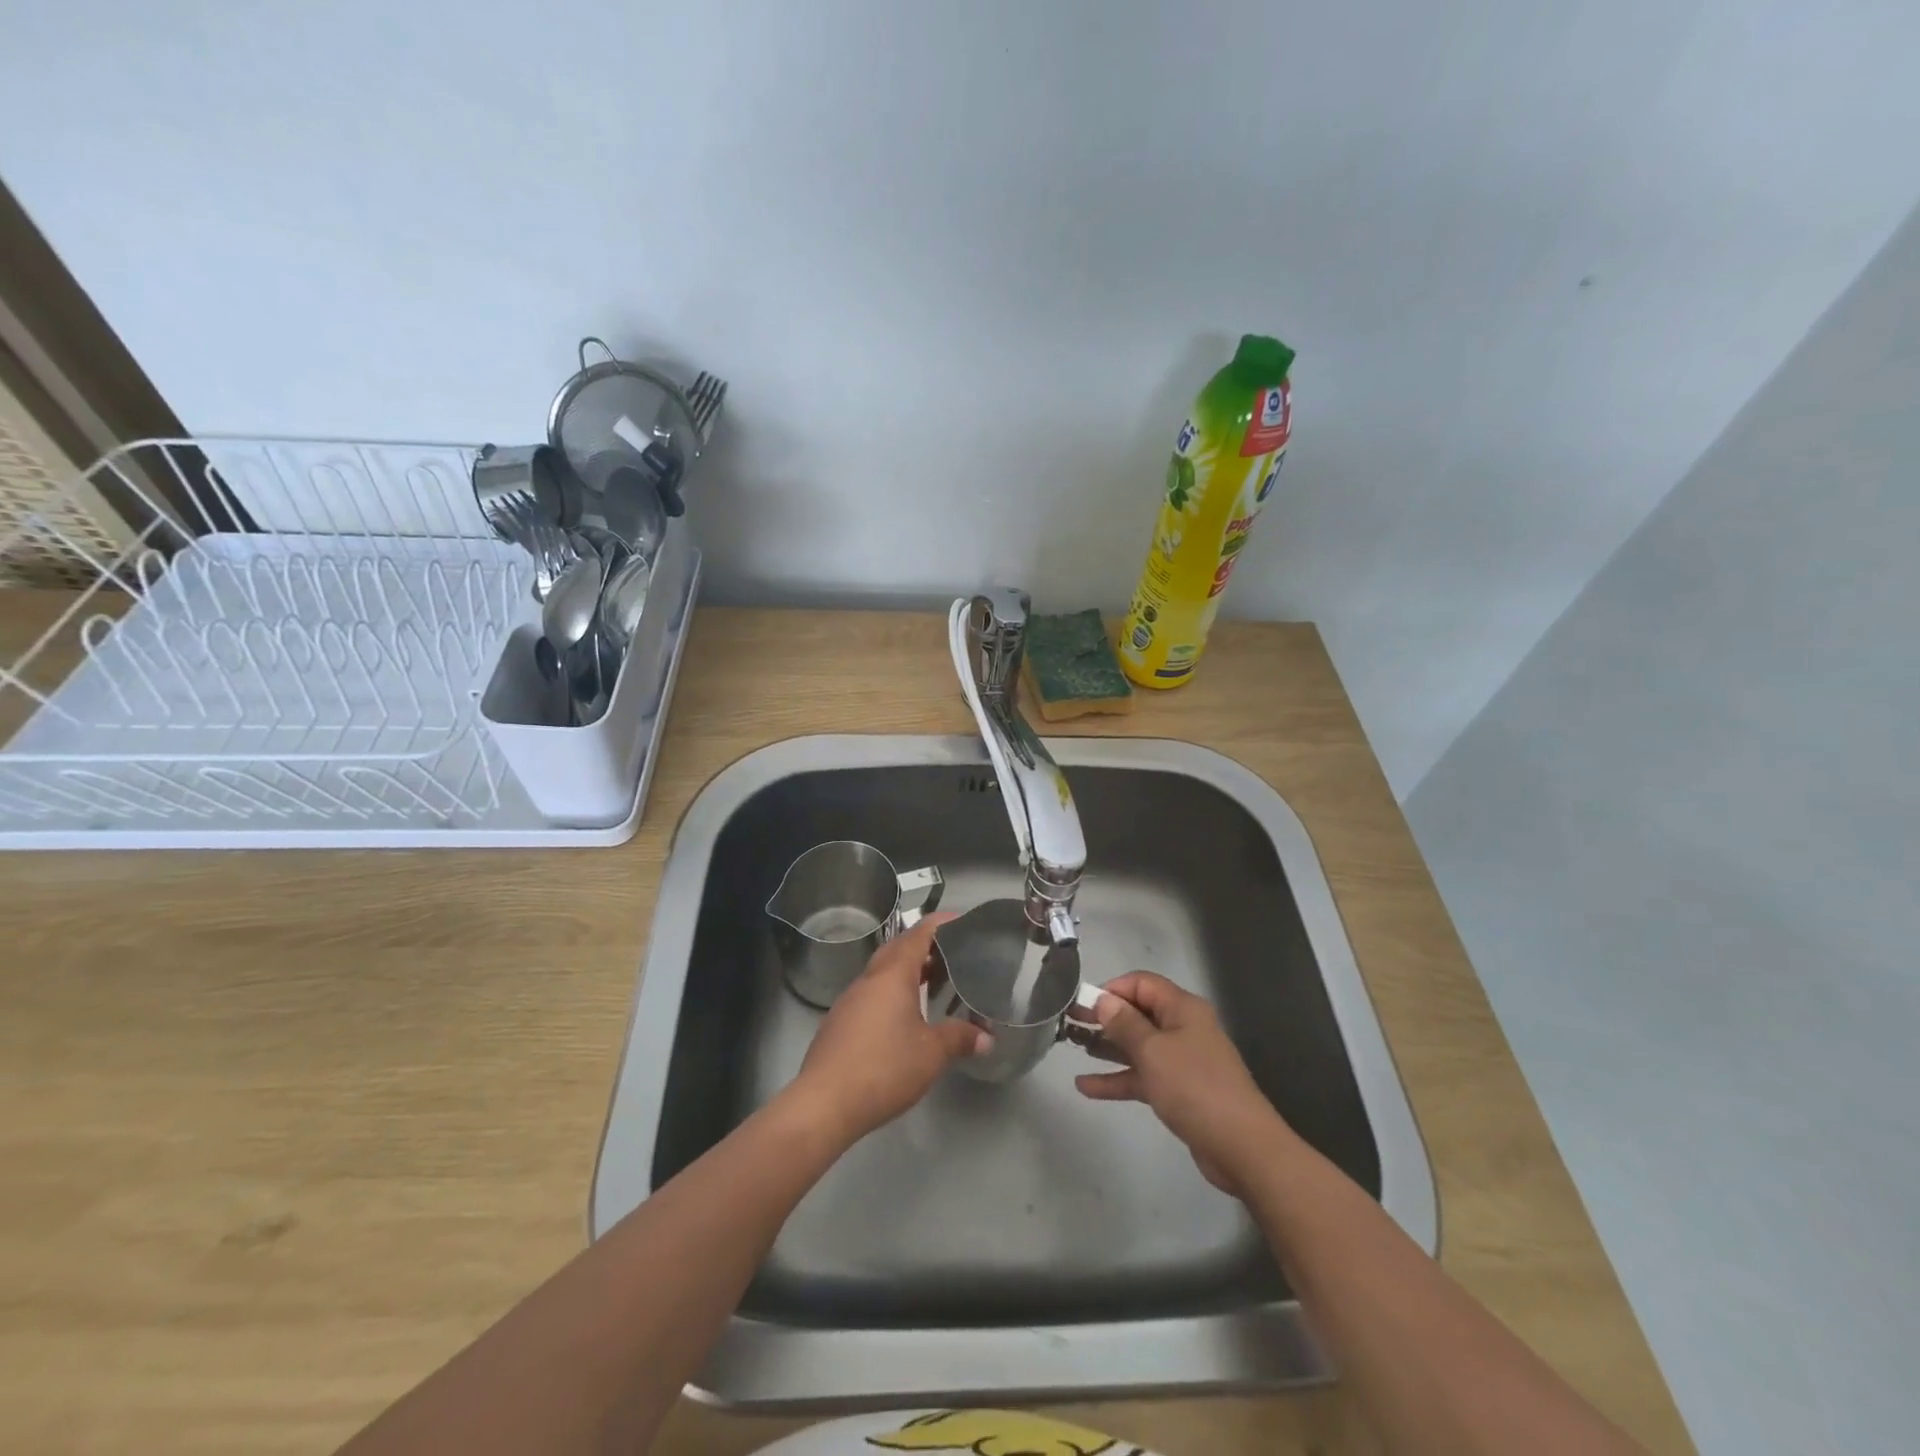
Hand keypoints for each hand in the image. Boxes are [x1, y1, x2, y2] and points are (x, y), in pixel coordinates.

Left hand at [789, 913, 990, 1145]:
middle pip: (896, 949)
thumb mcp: (931, 1054)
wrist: (825, 1102)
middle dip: (922, 945)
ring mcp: (849, 1000)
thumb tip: (986, 1037)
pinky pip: (870, 994)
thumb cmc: (884, 1067)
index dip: (939, 924)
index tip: (959, 919)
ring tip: (931, 981)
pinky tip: (901, 1016)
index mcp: (892, 975)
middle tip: (950, 952)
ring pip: (881, 973)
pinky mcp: (839, 1023)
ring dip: (905, 970)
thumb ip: (959, 1038)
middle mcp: (869, 980)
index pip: (918, 935)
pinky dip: (890, 993)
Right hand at [1073, 971, 1287, 1194]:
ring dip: (1106, 1046)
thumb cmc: (1194, 1087)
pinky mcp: (1179, 1091)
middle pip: (1137, 1014)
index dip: (1111, 989)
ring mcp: (1182, 1061)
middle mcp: (1183, 1028)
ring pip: (1137, 1046)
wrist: (1241, 1147)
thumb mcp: (1152, 1051)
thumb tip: (1104, 1000)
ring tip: (1072, 1047)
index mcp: (1182, 1009)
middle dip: (1104, 1017)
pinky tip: (1086, 1087)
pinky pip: (1142, 1076)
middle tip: (1068, 1022)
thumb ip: (1124, 1024)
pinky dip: (1117, 1079)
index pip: (1141, 984)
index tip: (1082, 1003)